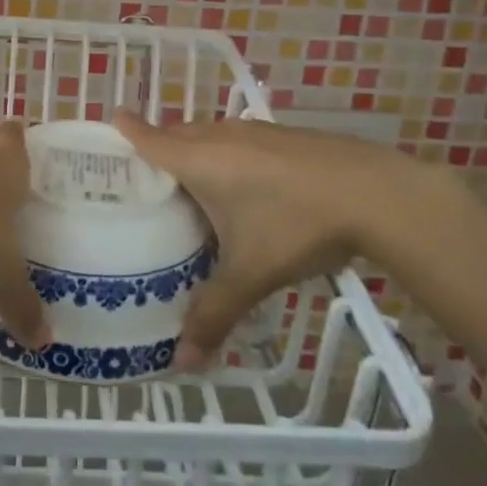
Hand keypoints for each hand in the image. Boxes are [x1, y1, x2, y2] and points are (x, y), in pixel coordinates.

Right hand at [112, 112, 433, 370]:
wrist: (377, 194)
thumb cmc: (298, 225)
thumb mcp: (251, 274)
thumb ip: (214, 314)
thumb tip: (182, 362)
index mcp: (200, 162)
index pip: (150, 139)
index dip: (127, 130)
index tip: (109, 122)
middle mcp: (222, 137)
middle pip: (177, 133)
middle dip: (158, 144)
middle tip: (143, 173)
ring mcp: (257, 132)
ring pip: (210, 133)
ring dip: (194, 148)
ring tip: (190, 181)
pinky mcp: (286, 136)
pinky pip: (239, 138)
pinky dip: (227, 152)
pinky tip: (246, 183)